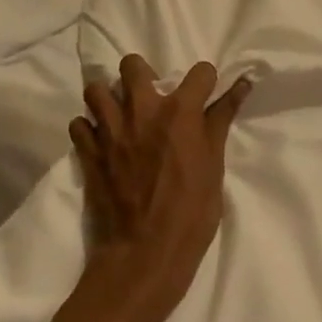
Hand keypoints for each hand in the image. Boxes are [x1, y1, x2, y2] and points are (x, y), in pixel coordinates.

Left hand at [70, 54, 249, 314]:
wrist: (143, 257)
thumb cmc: (190, 214)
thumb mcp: (214, 166)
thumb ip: (222, 120)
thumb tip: (242, 84)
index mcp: (180, 112)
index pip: (200, 71)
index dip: (205, 82)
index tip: (204, 98)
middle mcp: (142, 110)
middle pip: (133, 65)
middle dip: (143, 74)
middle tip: (151, 99)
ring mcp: (110, 130)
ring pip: (97, 90)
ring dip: (109, 98)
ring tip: (121, 116)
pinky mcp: (88, 153)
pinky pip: (79, 124)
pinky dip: (89, 129)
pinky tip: (102, 142)